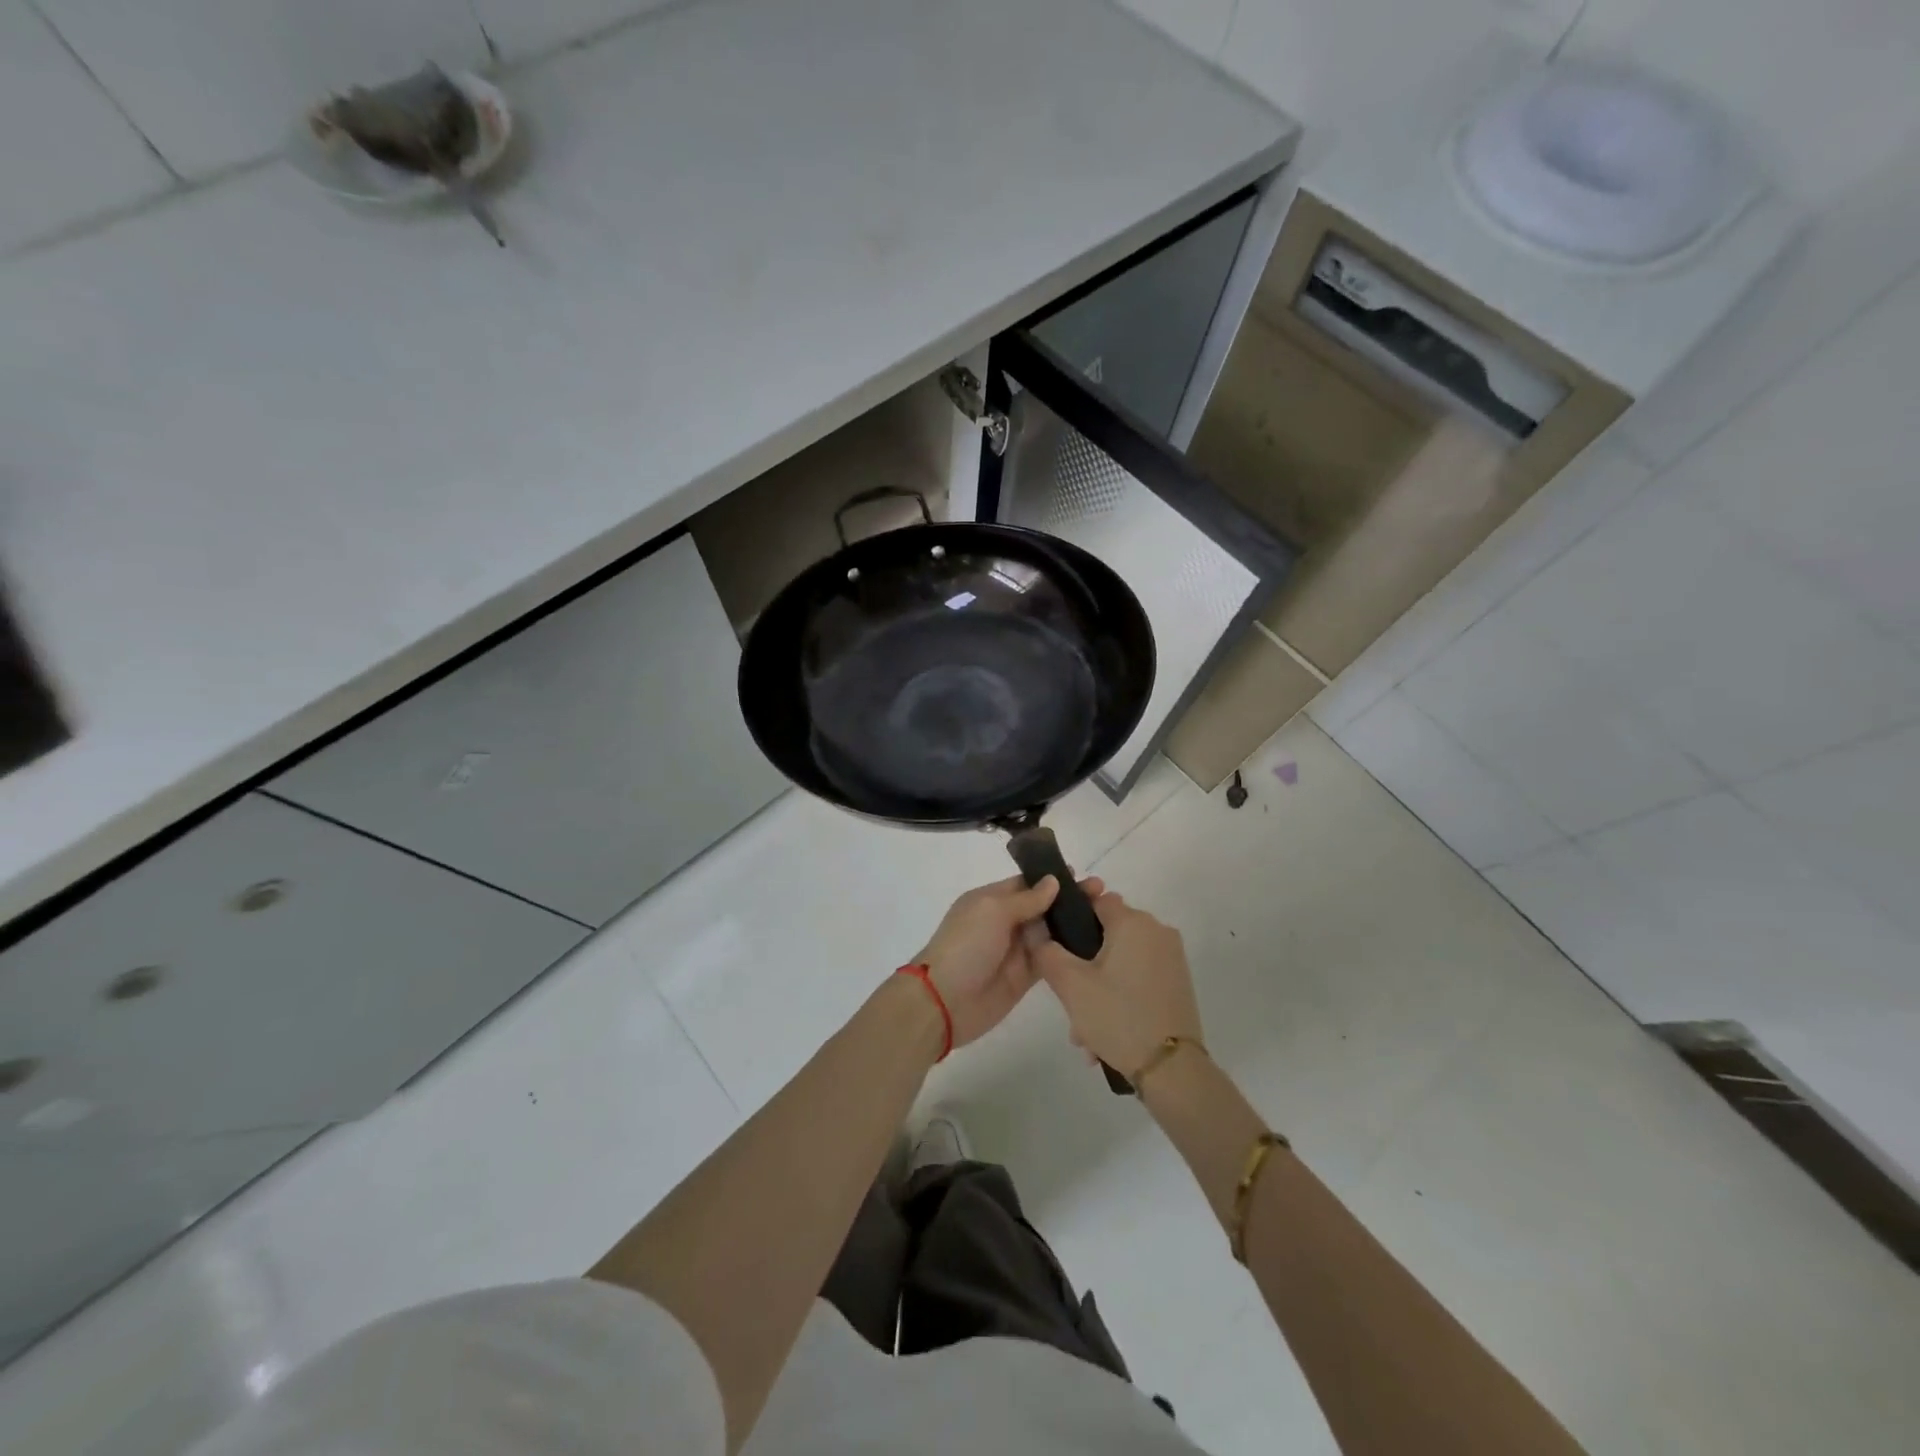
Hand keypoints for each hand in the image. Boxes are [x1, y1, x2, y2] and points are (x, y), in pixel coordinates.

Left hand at [915, 874, 1102, 1049]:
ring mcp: (1015, 950)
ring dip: (1073, 924)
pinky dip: (1069, 951)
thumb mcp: (993, 911)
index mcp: (990, 900)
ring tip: (1106, 916)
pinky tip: (1095, 944)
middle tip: (1104, 894)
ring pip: (1050, 932)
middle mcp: (1004, 922)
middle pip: (1042, 907)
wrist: (945, 1001)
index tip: (1082, 876)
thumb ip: (1026, 899)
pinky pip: (1051, 959)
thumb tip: (1053, 881)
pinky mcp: (1025, 977)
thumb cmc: (965, 946)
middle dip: (1069, 900)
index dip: (1052, 879)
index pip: (1026, 883)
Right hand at [1034, 892, 1202, 1077]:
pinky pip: (1138, 979)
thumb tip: (1038, 934)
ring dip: (1098, 990)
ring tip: (1084, 1033)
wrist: (1173, 1069)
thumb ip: (1047, 953)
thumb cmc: (1118, 1016)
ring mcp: (1171, 958)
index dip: (1072, 917)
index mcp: (1133, 922)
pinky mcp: (1178, 982)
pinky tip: (1105, 1036)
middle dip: (1083, 967)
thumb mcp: (1071, 985)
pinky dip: (1120, 997)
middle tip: (1068, 1002)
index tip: (1057, 947)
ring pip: (1121, 962)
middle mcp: (1157, 931)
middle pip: (1108, 935)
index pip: (1096, 900)